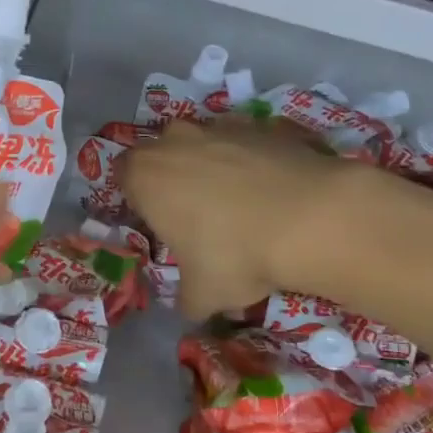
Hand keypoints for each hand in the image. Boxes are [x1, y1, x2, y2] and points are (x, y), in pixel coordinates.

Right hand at [119, 116, 372, 316]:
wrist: (309, 217)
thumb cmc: (236, 254)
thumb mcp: (203, 294)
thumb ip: (186, 299)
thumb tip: (190, 307)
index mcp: (146, 176)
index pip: (123, 176)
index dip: (139, 199)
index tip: (159, 223)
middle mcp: (176, 141)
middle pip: (162, 153)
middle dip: (174, 177)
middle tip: (196, 215)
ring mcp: (220, 127)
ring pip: (205, 144)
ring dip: (213, 166)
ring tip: (241, 205)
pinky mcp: (262, 125)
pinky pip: (245, 144)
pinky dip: (252, 162)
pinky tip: (273, 193)